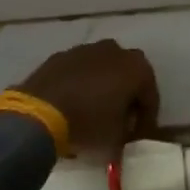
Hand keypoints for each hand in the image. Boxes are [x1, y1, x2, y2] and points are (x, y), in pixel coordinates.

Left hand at [14, 40, 159, 160]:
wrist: (38, 112)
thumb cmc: (88, 123)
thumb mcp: (116, 140)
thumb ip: (127, 136)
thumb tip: (124, 138)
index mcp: (138, 68)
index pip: (151, 98)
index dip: (146, 121)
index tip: (138, 139)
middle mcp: (116, 51)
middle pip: (129, 78)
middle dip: (127, 99)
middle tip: (120, 122)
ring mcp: (87, 49)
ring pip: (103, 70)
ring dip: (103, 88)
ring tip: (93, 113)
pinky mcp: (62, 55)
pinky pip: (80, 71)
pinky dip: (81, 85)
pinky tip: (72, 105)